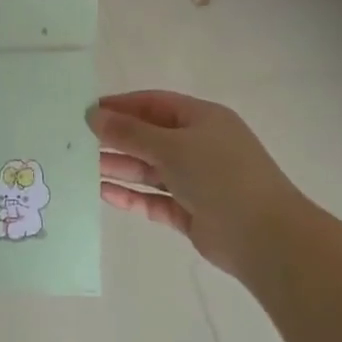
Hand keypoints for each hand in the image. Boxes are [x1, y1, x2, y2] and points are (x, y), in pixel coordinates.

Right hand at [88, 90, 297, 281]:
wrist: (265, 237)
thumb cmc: (219, 176)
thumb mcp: (171, 146)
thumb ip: (129, 132)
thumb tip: (93, 116)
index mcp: (202, 119)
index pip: (154, 104)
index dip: (121, 105)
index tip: (87, 112)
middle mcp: (199, 146)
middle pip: (149, 137)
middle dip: (116, 139)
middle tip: (76, 142)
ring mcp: (196, 181)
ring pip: (150, 170)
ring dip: (119, 167)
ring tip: (81, 168)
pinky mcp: (191, 212)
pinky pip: (154, 199)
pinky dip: (131, 196)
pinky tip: (103, 194)